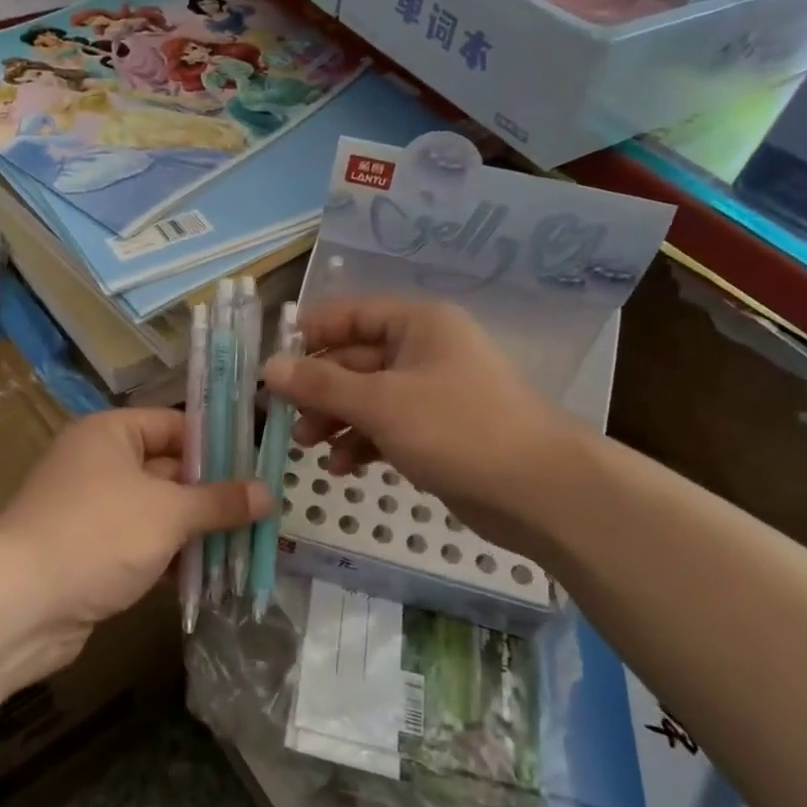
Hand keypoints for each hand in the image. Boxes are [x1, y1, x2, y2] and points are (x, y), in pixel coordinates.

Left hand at [0, 408, 269, 660]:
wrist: (19, 604)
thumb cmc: (98, 535)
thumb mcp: (168, 513)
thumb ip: (219, 501)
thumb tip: (268, 493)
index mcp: (110, 433)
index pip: (174, 425)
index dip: (217, 443)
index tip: (259, 465)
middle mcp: (99, 463)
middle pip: (168, 469)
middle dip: (212, 493)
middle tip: (263, 509)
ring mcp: (92, 510)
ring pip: (157, 511)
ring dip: (195, 529)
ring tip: (248, 543)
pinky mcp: (89, 552)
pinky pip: (141, 544)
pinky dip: (171, 556)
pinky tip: (209, 574)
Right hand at [263, 298, 586, 553]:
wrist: (539, 491)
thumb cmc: (457, 428)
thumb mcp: (381, 402)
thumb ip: (321, 384)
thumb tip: (267, 368)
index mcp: (417, 324)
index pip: (350, 315)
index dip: (308, 335)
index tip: (270, 364)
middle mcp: (424, 350)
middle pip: (354, 360)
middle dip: (318, 389)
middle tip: (283, 418)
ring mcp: (432, 393)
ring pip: (367, 397)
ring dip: (335, 419)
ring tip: (306, 447)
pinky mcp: (437, 432)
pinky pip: (387, 427)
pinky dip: (362, 442)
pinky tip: (343, 468)